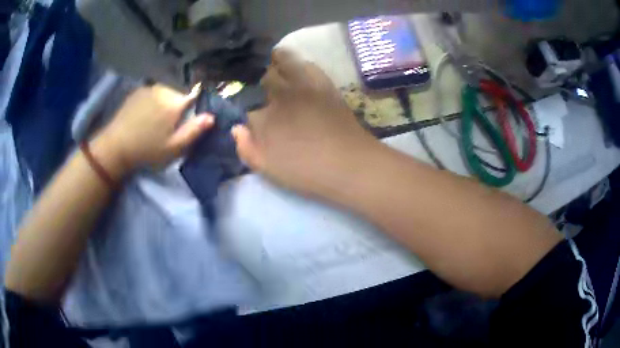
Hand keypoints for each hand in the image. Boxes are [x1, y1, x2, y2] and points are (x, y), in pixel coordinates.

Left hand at [98, 84, 213, 172]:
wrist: (115, 147)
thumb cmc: (147, 150)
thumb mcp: (173, 148)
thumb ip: (194, 131)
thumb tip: (212, 116)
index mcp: (175, 103)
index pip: (195, 94)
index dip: (196, 104)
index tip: (191, 115)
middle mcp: (164, 90)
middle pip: (180, 92)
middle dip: (179, 103)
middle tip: (171, 122)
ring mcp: (149, 88)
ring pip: (166, 90)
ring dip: (166, 100)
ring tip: (157, 118)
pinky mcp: (138, 91)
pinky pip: (153, 91)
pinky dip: (154, 99)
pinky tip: (146, 112)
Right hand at [232, 50, 377, 195]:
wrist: (349, 164)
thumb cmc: (306, 172)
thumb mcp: (268, 169)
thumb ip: (246, 148)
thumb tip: (236, 128)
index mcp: (262, 118)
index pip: (246, 108)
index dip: (246, 110)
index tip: (249, 114)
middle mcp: (279, 96)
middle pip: (262, 78)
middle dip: (259, 81)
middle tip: (260, 85)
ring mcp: (302, 87)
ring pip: (282, 62)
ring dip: (276, 62)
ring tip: (273, 64)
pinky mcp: (323, 85)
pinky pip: (308, 65)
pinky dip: (300, 63)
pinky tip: (299, 68)